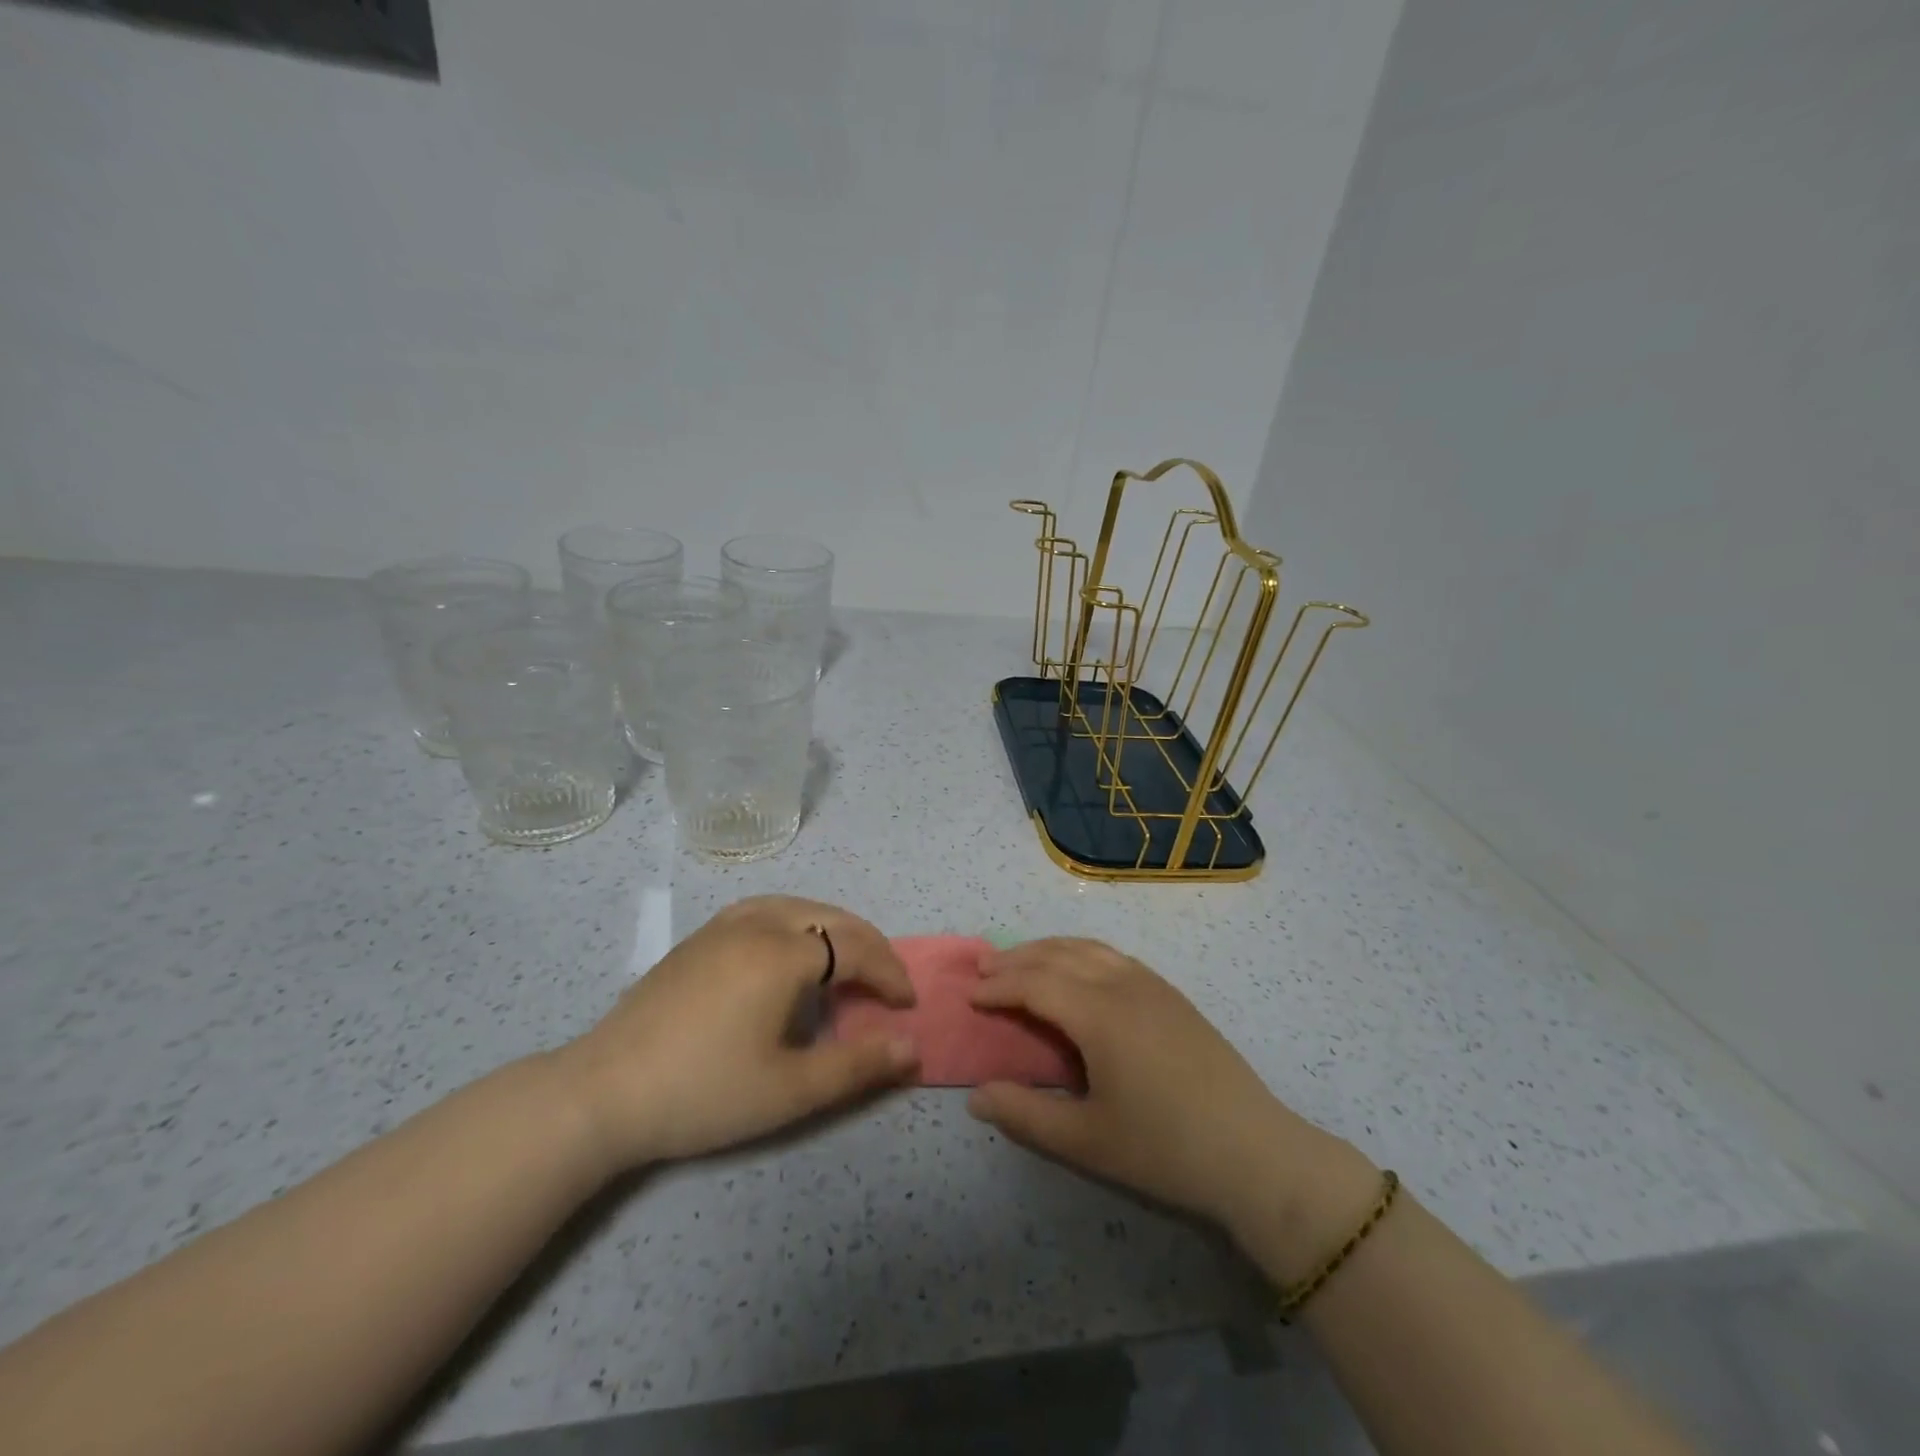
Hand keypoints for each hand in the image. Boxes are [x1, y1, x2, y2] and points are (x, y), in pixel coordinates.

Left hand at [556, 896, 917, 1169]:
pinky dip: (798, 922)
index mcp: (784, 954)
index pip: (856, 948)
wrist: (602, 1092)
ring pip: (798, 906)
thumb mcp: (790, 1090)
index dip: (890, 972)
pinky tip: (789, 951)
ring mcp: (724, 925)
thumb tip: (912, 1047)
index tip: (907, 1005)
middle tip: (887, 984)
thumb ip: (858, 1065)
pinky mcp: (699, 938)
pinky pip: (766, 910)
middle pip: (832, 918)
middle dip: (870, 946)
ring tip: (847, 963)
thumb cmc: (704, 1092)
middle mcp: (759, 924)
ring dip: (834, 928)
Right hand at [966, 938, 1361, 1244]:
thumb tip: (976, 1097)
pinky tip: (1075, 971)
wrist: (1256, 1152)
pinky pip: (1112, 956)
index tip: (970, 997)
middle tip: (983, 969)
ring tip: (1020, 962)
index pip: (1035, 983)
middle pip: (1058, 955)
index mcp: (1099, 1014)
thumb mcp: (1086, 1142)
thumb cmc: (1165, 1149)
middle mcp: (1122, 984)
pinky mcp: (1171, 994)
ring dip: (1048, 949)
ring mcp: (1152, 984)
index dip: (999, 986)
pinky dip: (1079, 953)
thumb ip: (1025, 1115)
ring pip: (1087, 948)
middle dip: (1016, 959)